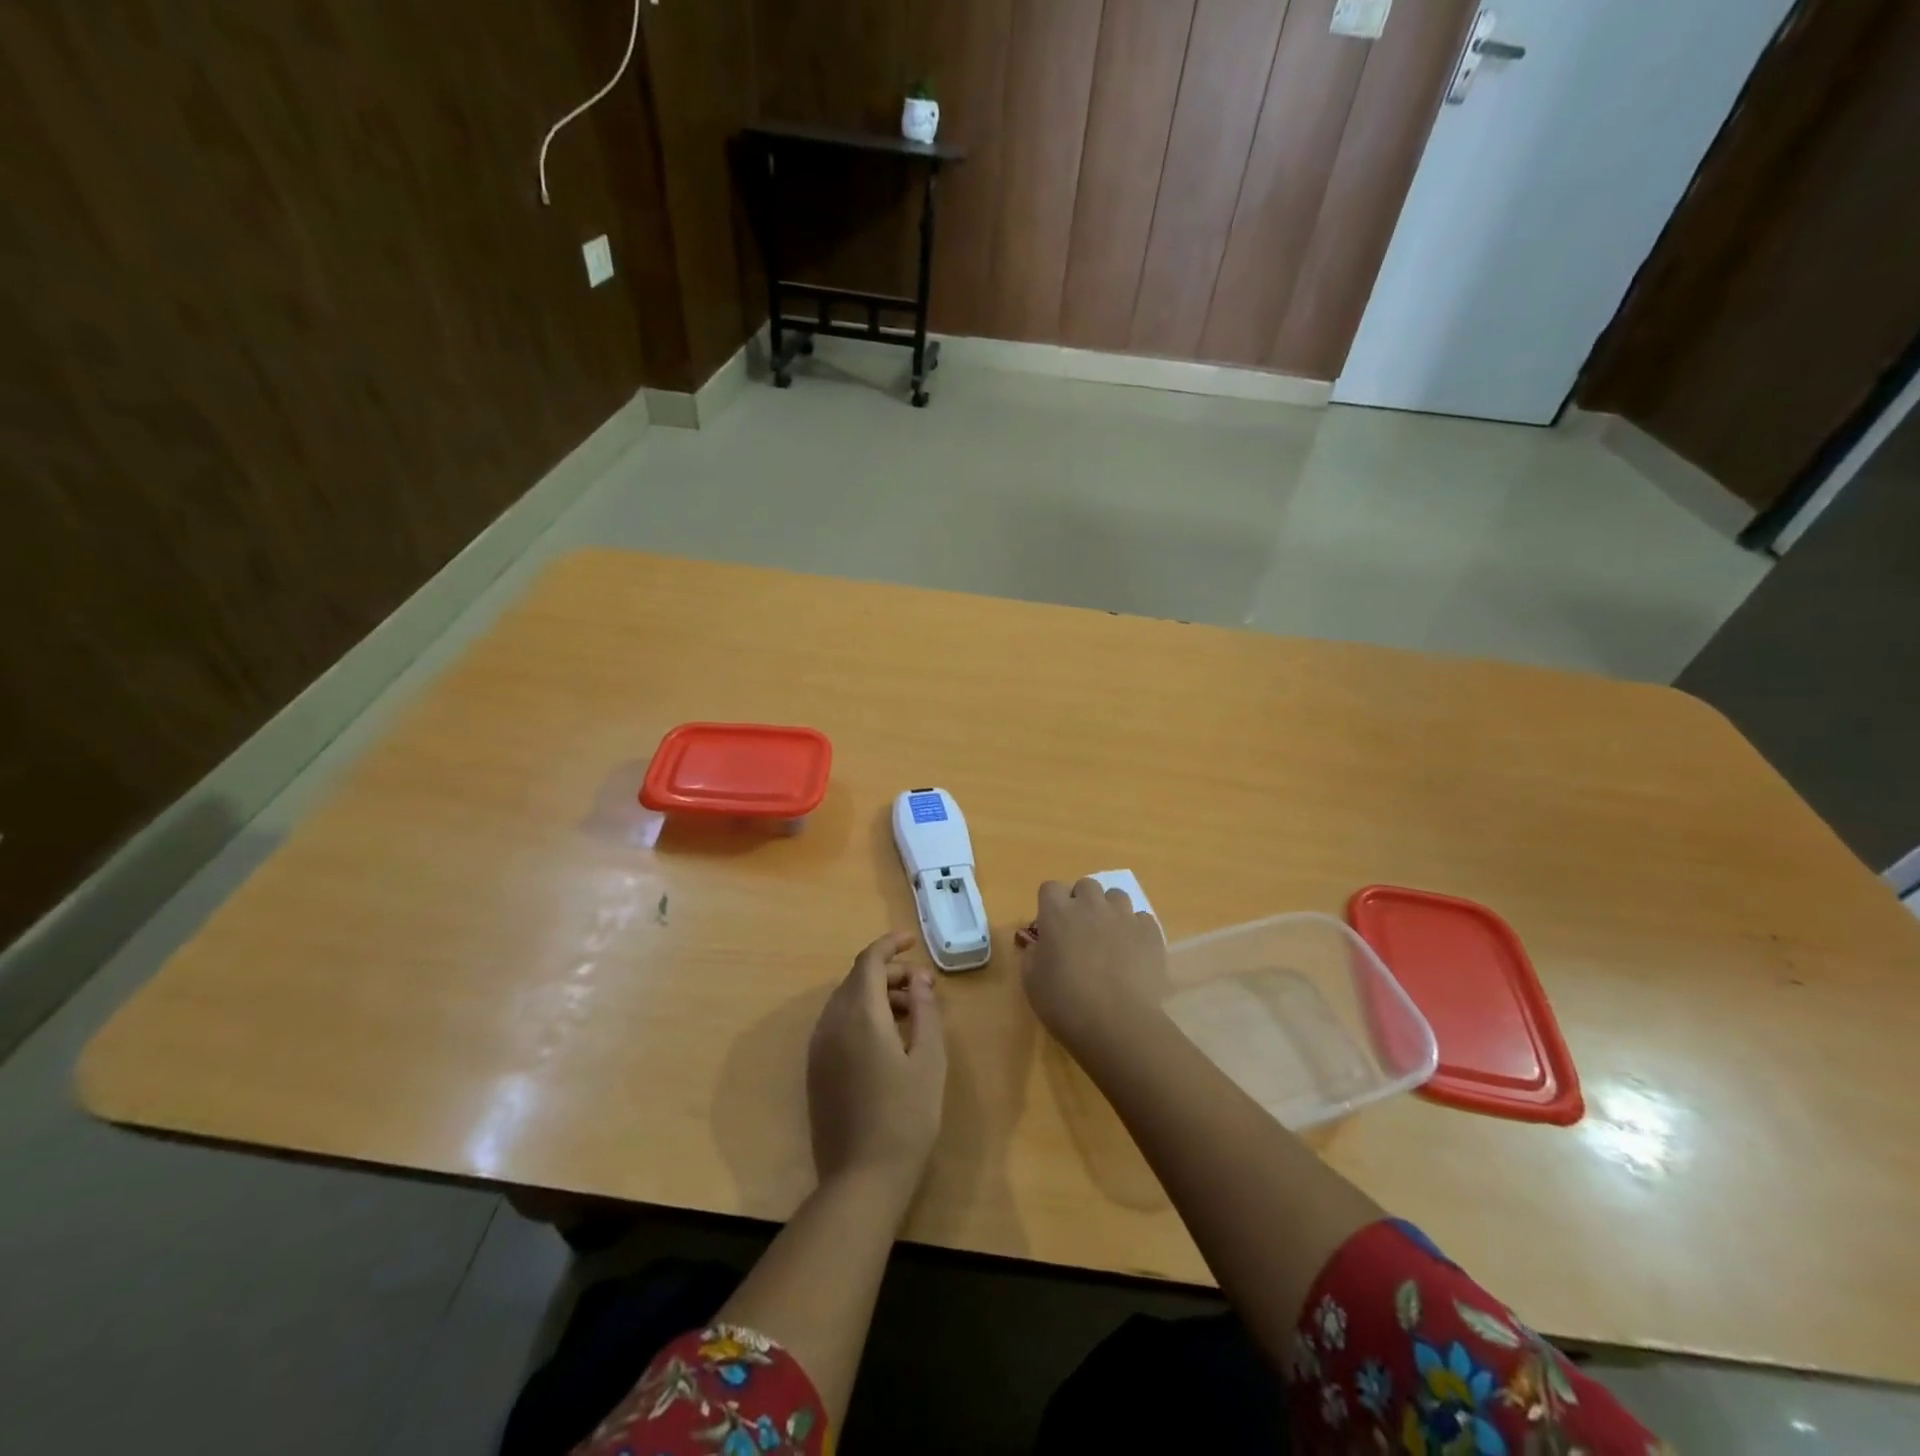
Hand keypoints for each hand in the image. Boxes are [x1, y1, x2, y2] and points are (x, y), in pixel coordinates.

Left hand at [806, 931, 947, 1202]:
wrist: (861, 1179)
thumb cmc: (906, 1116)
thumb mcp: (929, 1060)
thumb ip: (925, 1011)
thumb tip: (919, 978)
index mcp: (859, 1014)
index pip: (868, 961)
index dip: (890, 945)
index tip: (912, 941)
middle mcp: (831, 1023)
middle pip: (857, 979)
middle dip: (889, 973)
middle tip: (923, 987)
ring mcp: (819, 1047)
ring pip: (846, 1002)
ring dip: (876, 996)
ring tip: (912, 1014)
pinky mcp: (816, 1069)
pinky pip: (837, 1024)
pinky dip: (862, 1016)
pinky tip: (888, 1039)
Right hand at [1022, 879, 1168, 1054]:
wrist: (1117, 1024)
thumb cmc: (1065, 1003)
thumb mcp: (1031, 981)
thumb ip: (1033, 954)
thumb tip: (1041, 945)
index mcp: (1057, 913)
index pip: (1050, 888)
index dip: (1050, 904)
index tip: (1051, 925)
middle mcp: (1091, 905)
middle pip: (1086, 885)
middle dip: (1082, 902)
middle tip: (1081, 930)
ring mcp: (1124, 917)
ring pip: (1116, 897)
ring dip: (1110, 911)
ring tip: (1110, 938)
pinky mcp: (1150, 933)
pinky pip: (1142, 919)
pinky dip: (1136, 930)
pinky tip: (1133, 953)